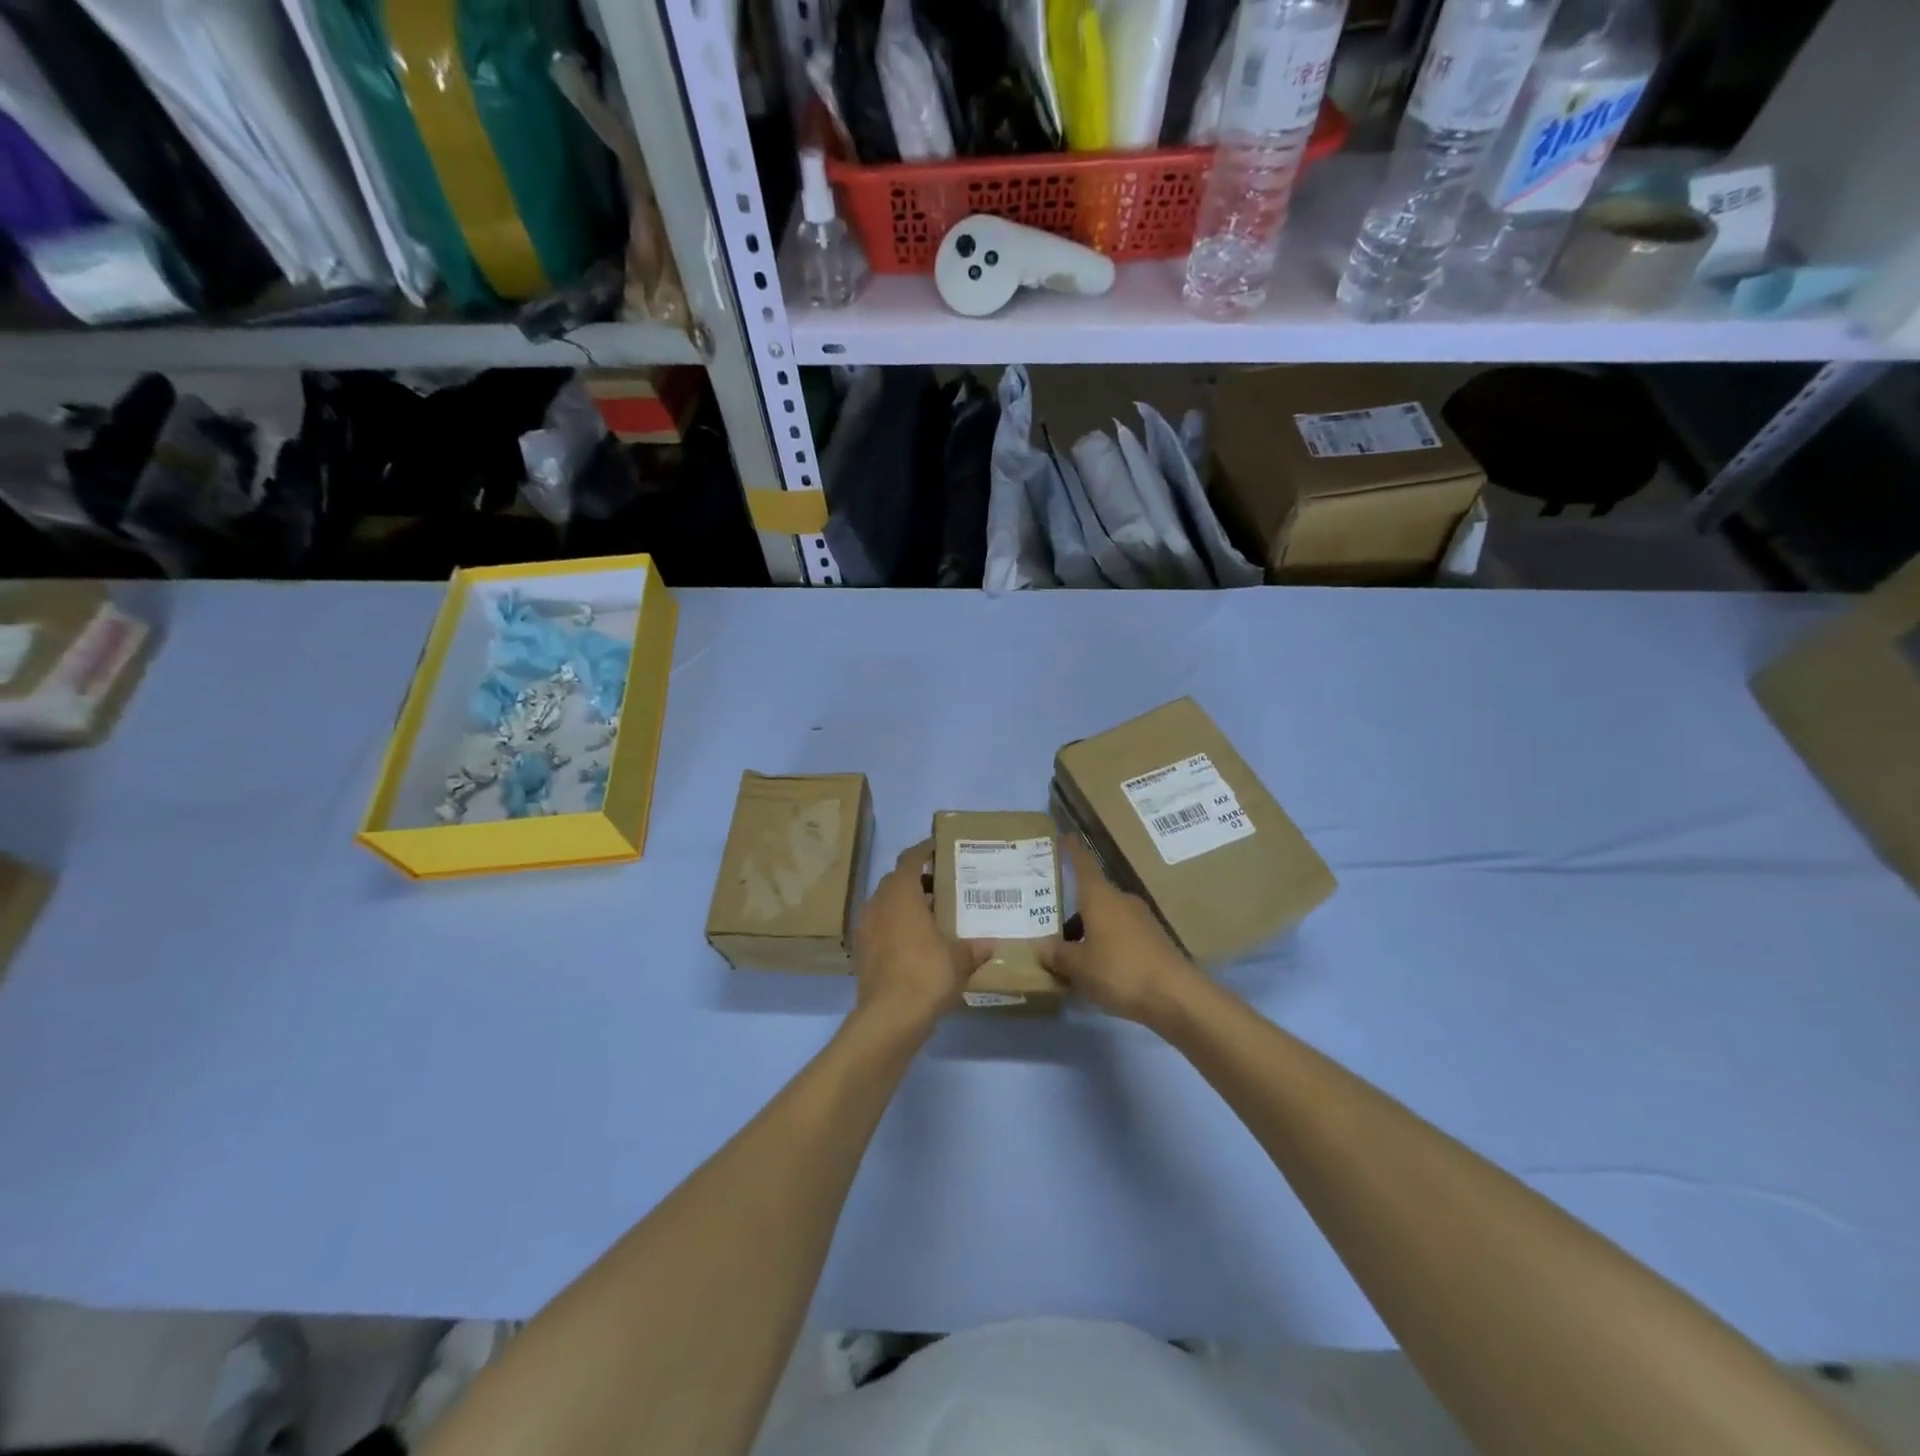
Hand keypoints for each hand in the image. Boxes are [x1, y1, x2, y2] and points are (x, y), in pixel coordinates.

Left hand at [853, 840, 991, 1033]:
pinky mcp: (861, 953)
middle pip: (896, 881)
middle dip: (918, 880)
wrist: (889, 1018)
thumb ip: (974, 948)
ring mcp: (865, 929)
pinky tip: (917, 944)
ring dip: (906, 905)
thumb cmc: (926, 974)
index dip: (924, 850)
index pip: (910, 859)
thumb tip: (990, 944)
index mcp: (901, 894)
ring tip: (933, 916)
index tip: (938, 848)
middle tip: (943, 886)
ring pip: (886, 905)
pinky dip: (896, 927)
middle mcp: (878, 904)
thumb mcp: (959, 959)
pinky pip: (880, 928)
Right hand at [1041, 837, 1207, 1027]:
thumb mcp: (1079, 967)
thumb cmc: (1120, 971)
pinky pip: (1121, 934)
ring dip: (1089, 929)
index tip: (1064, 836)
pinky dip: (1106, 943)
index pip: (1084, 864)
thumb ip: (1057, 954)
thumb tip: (1040, 945)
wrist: (1176, 997)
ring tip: (1070, 953)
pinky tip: (1097, 967)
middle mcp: (1121, 900)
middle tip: (1050, 921)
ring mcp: (1141, 919)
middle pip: (1093, 895)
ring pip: (1107, 916)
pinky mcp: (1154, 940)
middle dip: (1073, 907)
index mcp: (1100, 897)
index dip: (1072, 850)